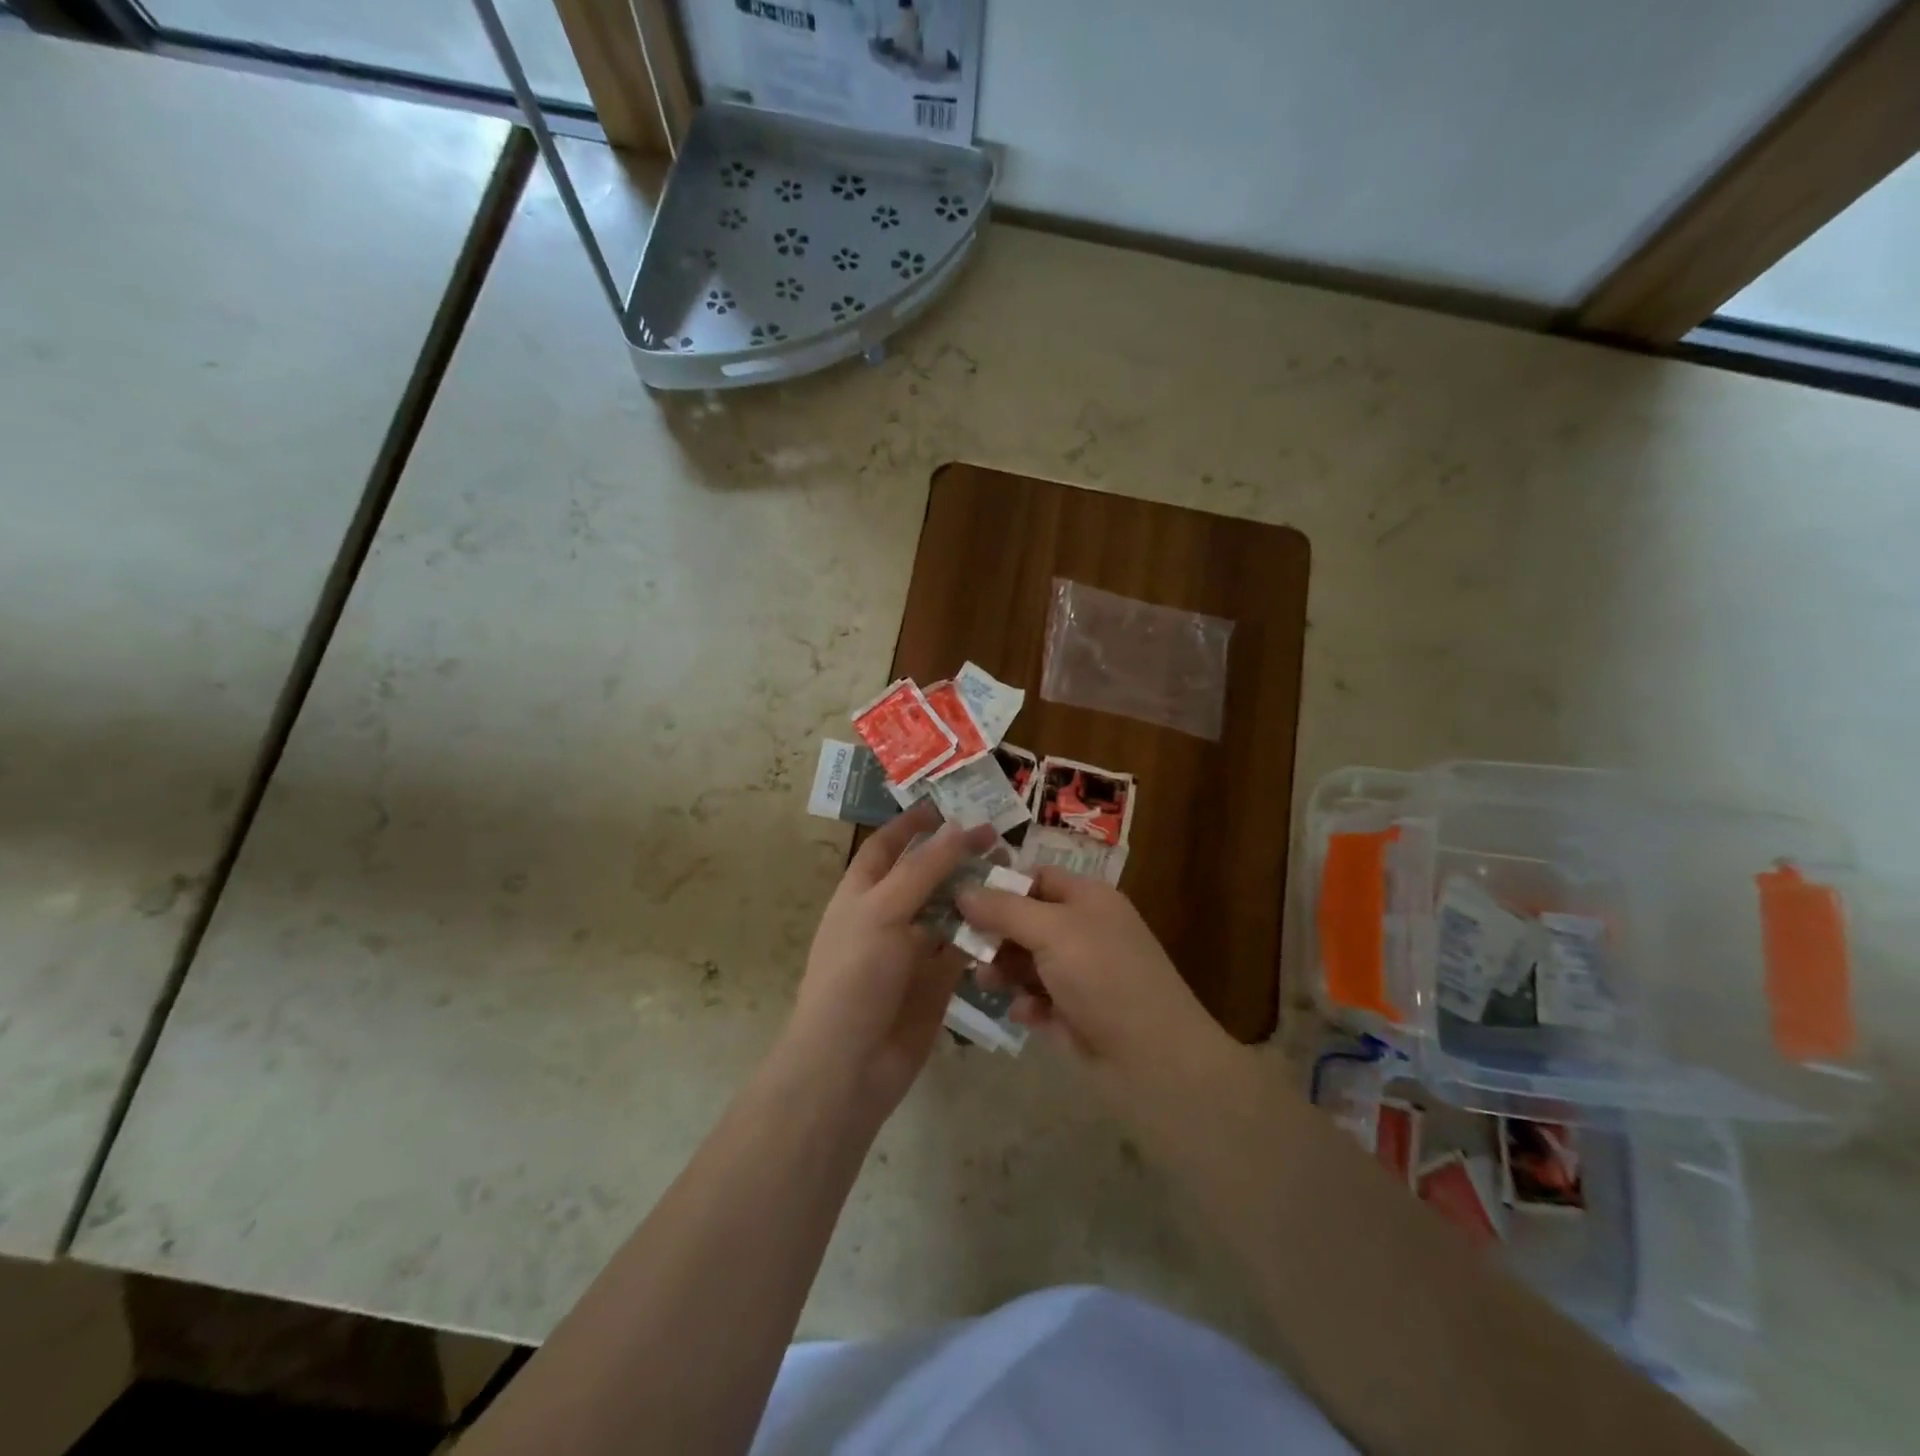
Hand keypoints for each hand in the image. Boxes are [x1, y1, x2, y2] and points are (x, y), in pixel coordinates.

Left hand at [787, 802, 998, 1116]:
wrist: (850, 1063)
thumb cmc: (856, 975)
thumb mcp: (884, 910)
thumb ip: (923, 869)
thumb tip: (956, 827)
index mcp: (862, 893)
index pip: (887, 847)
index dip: (912, 825)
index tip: (948, 805)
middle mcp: (888, 916)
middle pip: (926, 875)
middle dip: (956, 856)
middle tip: (999, 839)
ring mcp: (914, 950)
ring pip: (950, 910)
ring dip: (976, 892)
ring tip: (1012, 872)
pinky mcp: (938, 981)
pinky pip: (965, 948)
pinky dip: (985, 933)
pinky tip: (1012, 918)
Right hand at [957, 868, 1241, 1109]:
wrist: (1155, 1060)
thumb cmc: (1104, 977)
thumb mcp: (1052, 931)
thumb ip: (1004, 909)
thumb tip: (962, 890)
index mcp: (1088, 898)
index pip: (1037, 878)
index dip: (1001, 885)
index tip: (960, 899)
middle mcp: (1085, 931)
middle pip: (1026, 920)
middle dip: (995, 934)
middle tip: (963, 947)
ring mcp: (1081, 974)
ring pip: (1028, 962)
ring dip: (1004, 970)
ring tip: (987, 983)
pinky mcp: (1076, 1013)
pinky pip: (1038, 999)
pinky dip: (1027, 1003)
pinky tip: (1023, 1014)